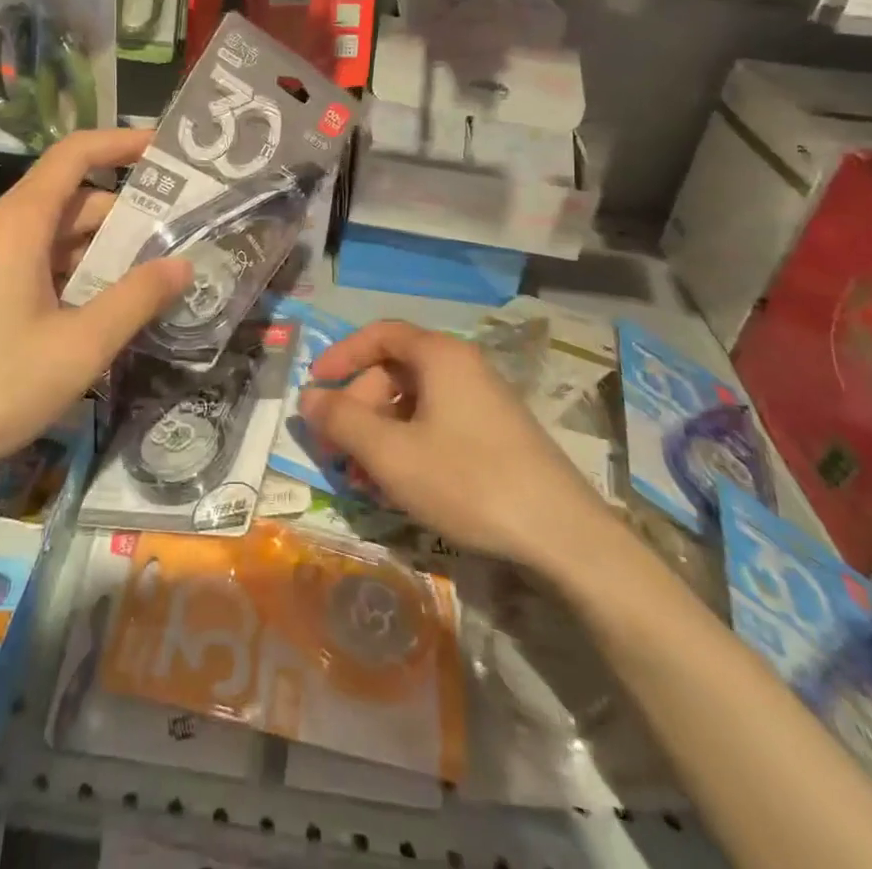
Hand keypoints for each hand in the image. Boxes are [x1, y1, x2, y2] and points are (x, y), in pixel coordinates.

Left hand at [0, 129, 190, 500]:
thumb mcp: (77, 349)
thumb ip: (135, 300)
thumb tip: (183, 265)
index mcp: (18, 223)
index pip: (75, 155)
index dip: (122, 144)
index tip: (167, 151)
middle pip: (68, 200)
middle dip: (124, 216)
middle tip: (178, 241)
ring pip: (48, 236)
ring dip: (96, 252)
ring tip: (147, 280)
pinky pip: (25, 262)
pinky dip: (66, 273)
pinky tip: (92, 311)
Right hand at [299, 321, 616, 571]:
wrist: (563, 537)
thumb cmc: (467, 480)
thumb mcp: (391, 453)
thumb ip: (342, 420)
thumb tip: (307, 397)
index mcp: (440, 356)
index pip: (380, 335)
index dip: (342, 355)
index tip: (316, 384)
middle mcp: (463, 368)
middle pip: (394, 373)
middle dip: (357, 409)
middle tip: (335, 452)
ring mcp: (484, 403)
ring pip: (414, 405)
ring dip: (379, 435)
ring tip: (361, 480)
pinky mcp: (496, 437)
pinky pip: (438, 427)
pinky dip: (408, 448)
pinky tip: (397, 488)